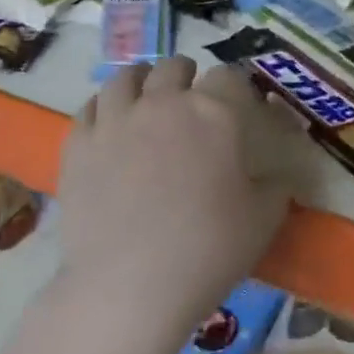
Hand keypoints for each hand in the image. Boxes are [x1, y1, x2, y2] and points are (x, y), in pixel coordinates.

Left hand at [57, 57, 296, 334]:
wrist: (130, 285)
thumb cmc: (208, 250)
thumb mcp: (264, 220)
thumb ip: (275, 188)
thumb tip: (276, 177)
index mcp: (214, 113)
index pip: (229, 77)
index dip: (236, 87)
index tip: (238, 105)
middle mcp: (163, 103)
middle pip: (174, 68)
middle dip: (186, 76)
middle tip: (191, 97)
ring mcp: (115, 120)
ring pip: (126, 79)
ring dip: (142, 81)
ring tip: (146, 96)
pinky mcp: (78, 145)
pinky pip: (89, 108)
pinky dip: (104, 108)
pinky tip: (109, 123)